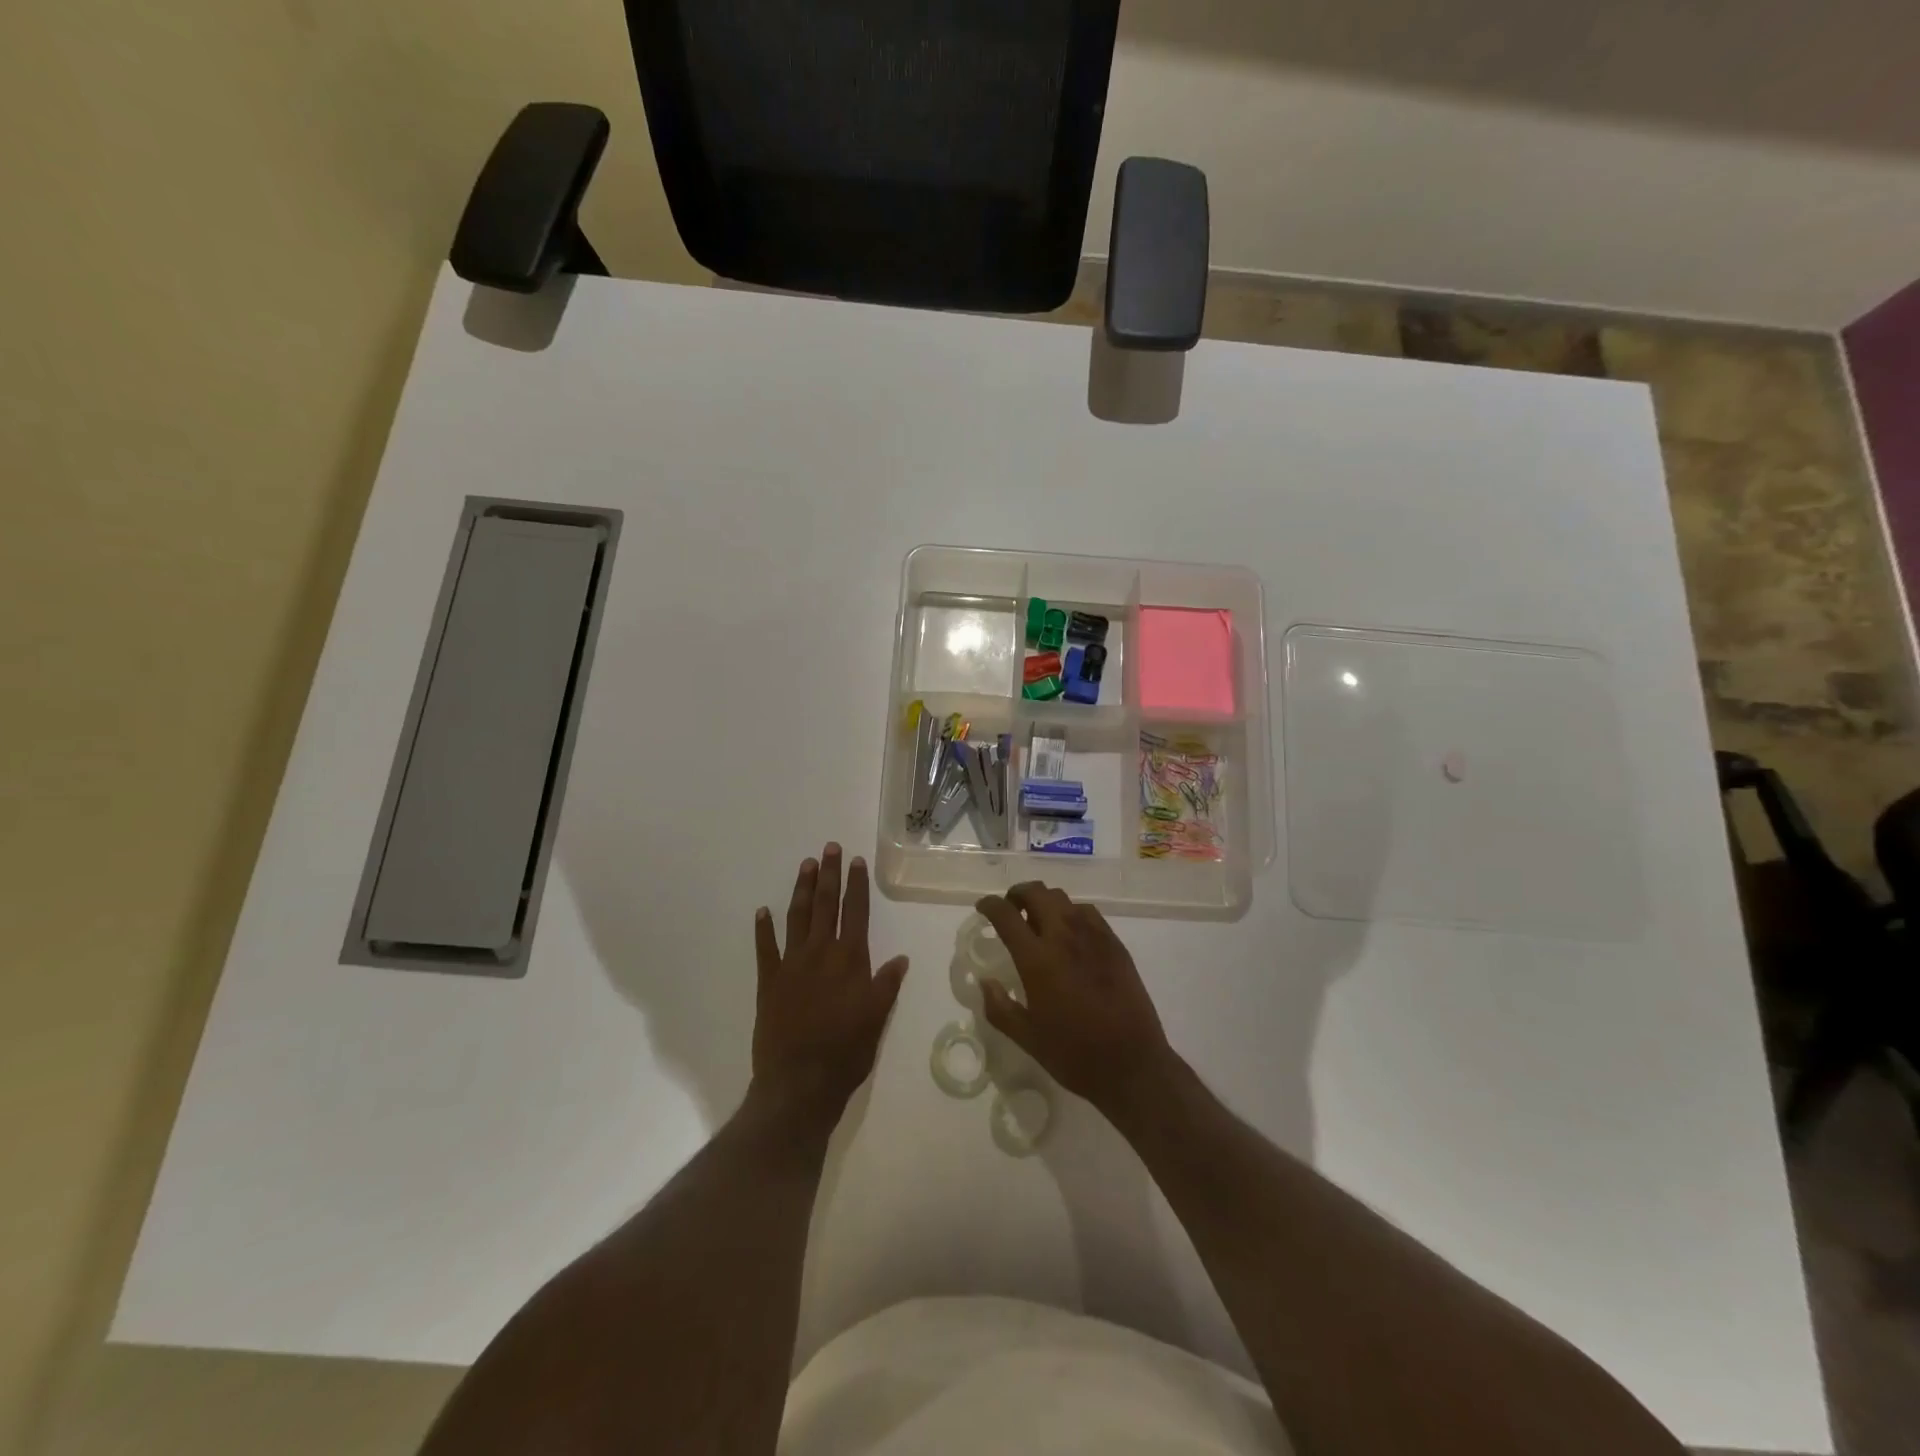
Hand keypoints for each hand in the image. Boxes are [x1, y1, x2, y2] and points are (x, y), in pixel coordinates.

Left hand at [751, 845, 908, 1124]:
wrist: (799, 1082)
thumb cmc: (846, 1052)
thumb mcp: (877, 1019)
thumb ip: (887, 985)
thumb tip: (901, 958)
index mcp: (850, 959)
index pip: (856, 912)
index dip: (856, 885)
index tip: (855, 861)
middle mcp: (821, 953)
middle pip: (826, 905)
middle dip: (829, 874)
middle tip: (829, 848)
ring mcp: (791, 965)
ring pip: (797, 917)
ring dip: (802, 889)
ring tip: (806, 865)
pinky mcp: (769, 981)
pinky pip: (765, 948)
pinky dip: (763, 928)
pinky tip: (763, 910)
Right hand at [973, 882, 1176, 1119]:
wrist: (1132, 1064)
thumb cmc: (1074, 1054)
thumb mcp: (1027, 1038)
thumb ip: (999, 1008)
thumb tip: (985, 983)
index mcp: (1037, 959)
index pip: (1006, 914)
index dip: (989, 905)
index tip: (983, 908)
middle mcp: (1064, 936)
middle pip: (1036, 893)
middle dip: (1017, 894)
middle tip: (1011, 910)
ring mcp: (1093, 936)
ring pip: (1062, 898)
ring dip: (1044, 902)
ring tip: (1039, 921)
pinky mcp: (1115, 943)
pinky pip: (1087, 912)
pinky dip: (1070, 912)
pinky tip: (1070, 934)